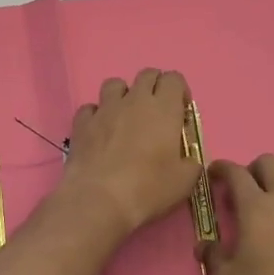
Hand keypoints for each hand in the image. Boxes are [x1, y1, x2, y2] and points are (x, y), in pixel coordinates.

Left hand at [58, 69, 200, 246]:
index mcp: (164, 108)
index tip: (181, 112)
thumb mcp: (184, 182)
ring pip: (115, 84)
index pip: (174, 79)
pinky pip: (90, 108)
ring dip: (123, 95)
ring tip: (126, 117)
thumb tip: (188, 160)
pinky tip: (100, 132)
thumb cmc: (148, 188)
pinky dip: (97, 115)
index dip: (180, 91)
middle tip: (156, 113)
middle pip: (147, 74)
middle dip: (154, 87)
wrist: (99, 199)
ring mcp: (105, 108)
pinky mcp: (82, 122)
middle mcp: (135, 100)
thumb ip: (191, 164)